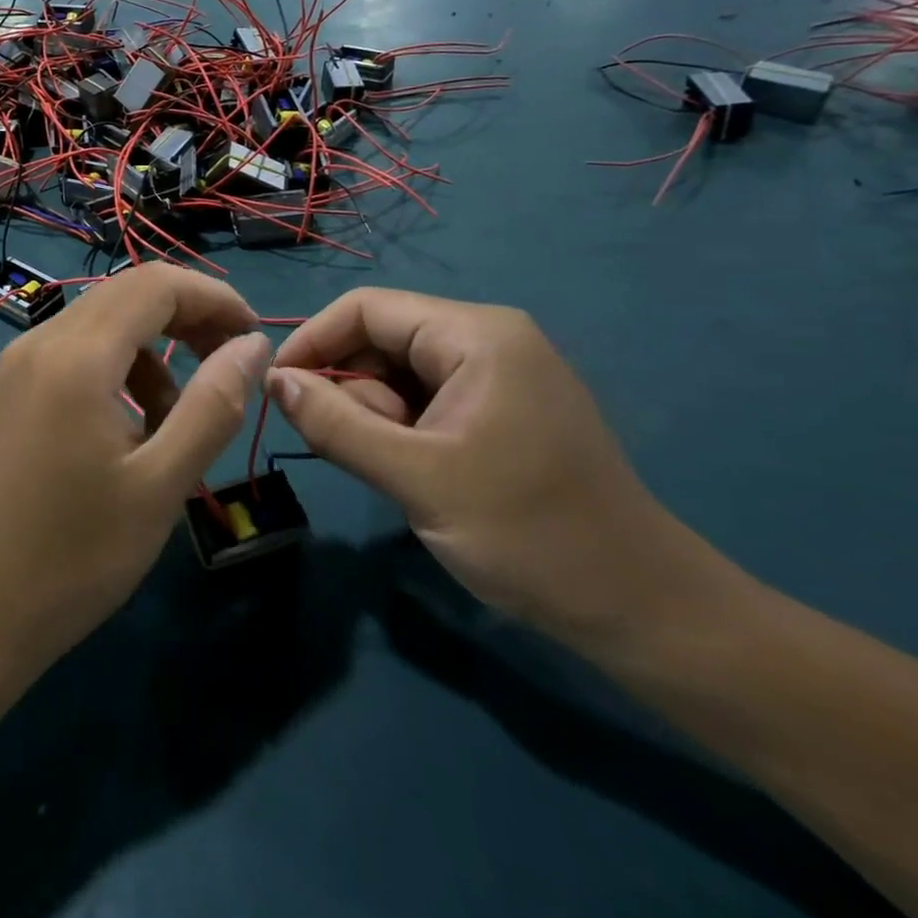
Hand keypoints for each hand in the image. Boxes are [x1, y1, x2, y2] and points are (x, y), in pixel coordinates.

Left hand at [0, 264, 266, 681]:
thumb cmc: (75, 556)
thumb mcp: (161, 484)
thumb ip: (213, 405)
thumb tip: (253, 344)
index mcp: (76, 356)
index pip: (156, 284)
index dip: (213, 298)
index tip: (253, 338)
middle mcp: (41, 341)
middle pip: (128, 293)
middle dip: (188, 317)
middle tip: (229, 366)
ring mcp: (19, 364)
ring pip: (102, 323)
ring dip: (154, 350)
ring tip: (179, 416)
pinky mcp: (12, 390)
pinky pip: (76, 353)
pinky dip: (119, 370)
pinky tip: (132, 428)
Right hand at [268, 290, 718, 647]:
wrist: (642, 610)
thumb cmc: (529, 534)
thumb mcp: (416, 478)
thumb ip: (336, 424)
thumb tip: (275, 381)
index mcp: (476, 334)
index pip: (367, 308)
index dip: (313, 341)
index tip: (278, 391)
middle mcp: (488, 338)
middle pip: (382, 339)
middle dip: (352, 389)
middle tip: (351, 451)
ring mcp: (498, 374)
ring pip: (399, 373)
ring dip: (376, 416)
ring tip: (397, 473)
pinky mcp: (501, 409)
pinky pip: (426, 399)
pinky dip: (402, 430)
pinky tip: (414, 473)